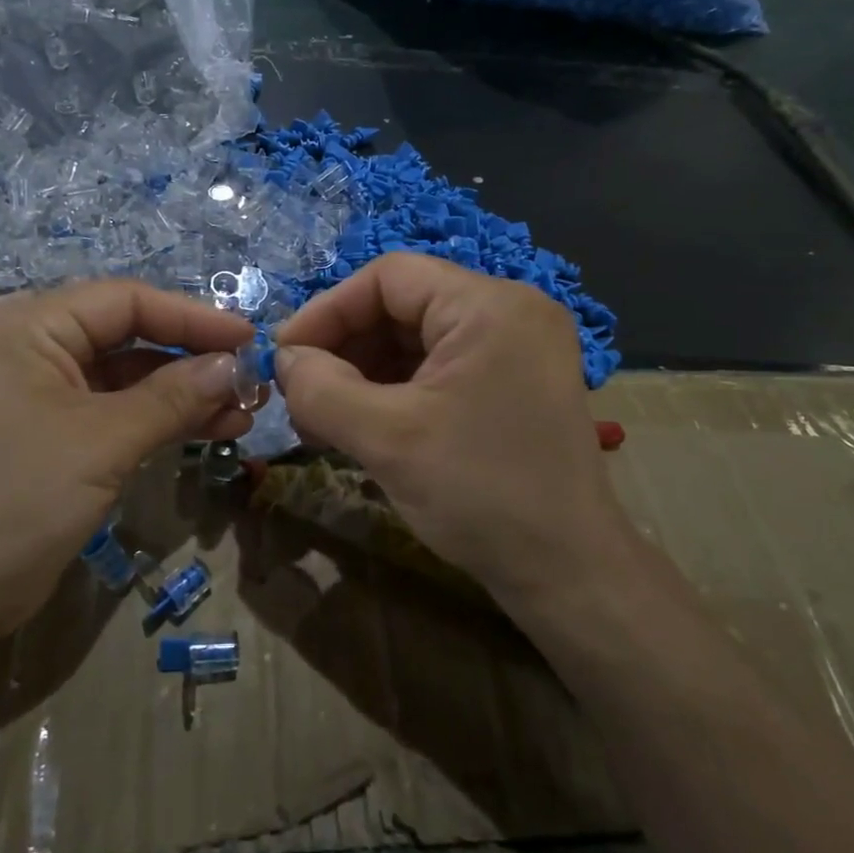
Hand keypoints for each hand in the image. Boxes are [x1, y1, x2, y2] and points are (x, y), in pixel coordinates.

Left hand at [0, 280, 255, 635]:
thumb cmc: (21, 497)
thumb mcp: (105, 440)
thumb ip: (174, 397)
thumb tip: (236, 367)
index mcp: (32, 324)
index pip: (127, 301)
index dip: (193, 318)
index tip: (250, 339)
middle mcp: (38, 343)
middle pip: (132, 334)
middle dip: (194, 357)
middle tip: (252, 379)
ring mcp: (49, 388)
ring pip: (133, 374)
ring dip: (188, 391)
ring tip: (245, 410)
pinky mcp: (62, 429)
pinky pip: (123, 408)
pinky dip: (166, 417)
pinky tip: (215, 427)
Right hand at [273, 253, 634, 612]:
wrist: (569, 575)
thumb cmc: (481, 493)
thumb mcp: (387, 438)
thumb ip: (321, 389)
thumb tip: (284, 361)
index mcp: (489, 305)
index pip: (388, 277)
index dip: (327, 310)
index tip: (286, 356)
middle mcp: (508, 313)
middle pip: (401, 307)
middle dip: (344, 348)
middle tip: (301, 394)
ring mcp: (514, 350)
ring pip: (415, 341)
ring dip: (362, 374)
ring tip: (322, 419)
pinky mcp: (511, 385)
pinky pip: (437, 370)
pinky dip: (393, 392)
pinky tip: (360, 427)